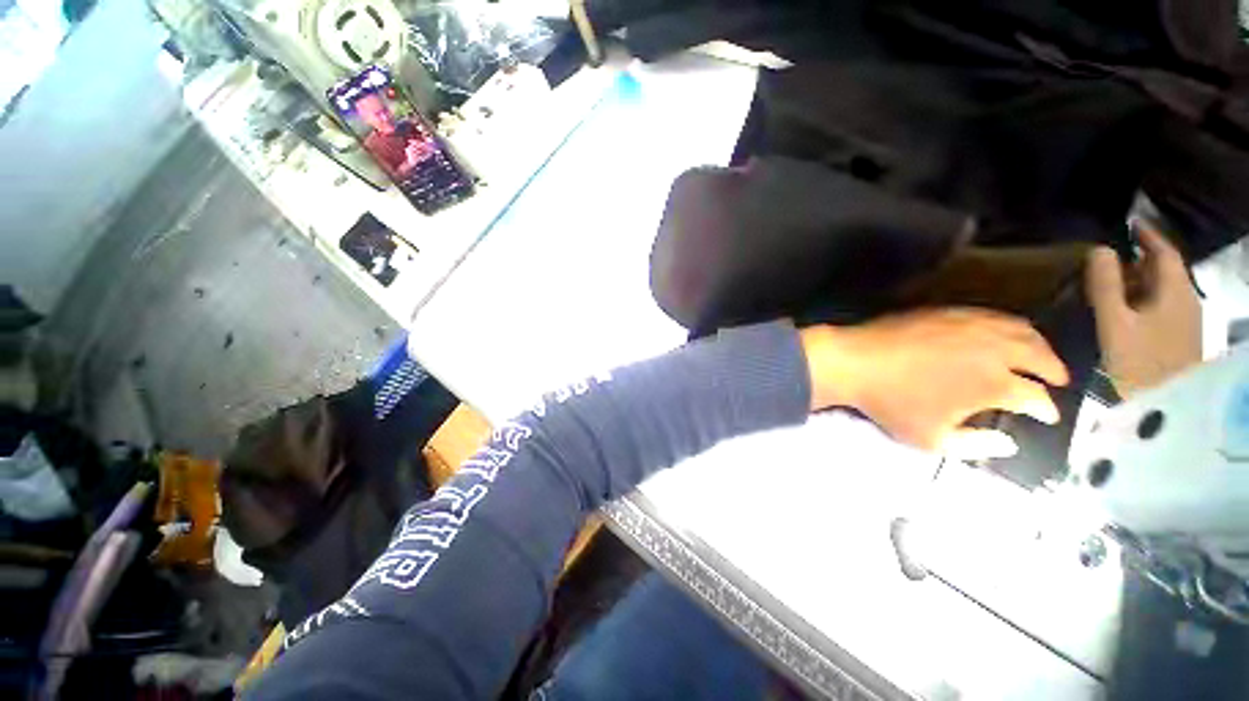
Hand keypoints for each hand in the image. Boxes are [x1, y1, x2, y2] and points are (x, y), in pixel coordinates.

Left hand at [800, 308, 1068, 455]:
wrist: (854, 361)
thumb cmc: (890, 403)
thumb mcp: (930, 439)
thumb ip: (975, 446)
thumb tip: (1009, 444)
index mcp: (993, 384)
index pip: (1036, 397)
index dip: (1046, 409)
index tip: (1048, 416)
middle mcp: (993, 349)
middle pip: (1040, 356)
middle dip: (1054, 371)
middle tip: (1058, 381)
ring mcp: (971, 325)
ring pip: (1021, 330)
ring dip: (1039, 344)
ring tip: (1041, 356)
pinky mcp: (950, 311)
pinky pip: (993, 315)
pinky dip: (1010, 325)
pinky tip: (1005, 333)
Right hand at [1086, 223, 1201, 396]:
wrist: (1165, 406)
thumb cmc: (1139, 361)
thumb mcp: (1115, 322)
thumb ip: (1106, 285)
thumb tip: (1099, 249)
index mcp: (1175, 290)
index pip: (1164, 252)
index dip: (1147, 235)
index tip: (1128, 223)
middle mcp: (1186, 299)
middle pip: (1165, 270)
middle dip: (1140, 259)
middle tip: (1110, 256)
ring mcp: (1185, 320)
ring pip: (1163, 289)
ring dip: (1140, 280)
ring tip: (1113, 281)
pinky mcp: (1179, 337)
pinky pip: (1161, 306)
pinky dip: (1143, 298)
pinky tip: (1126, 309)